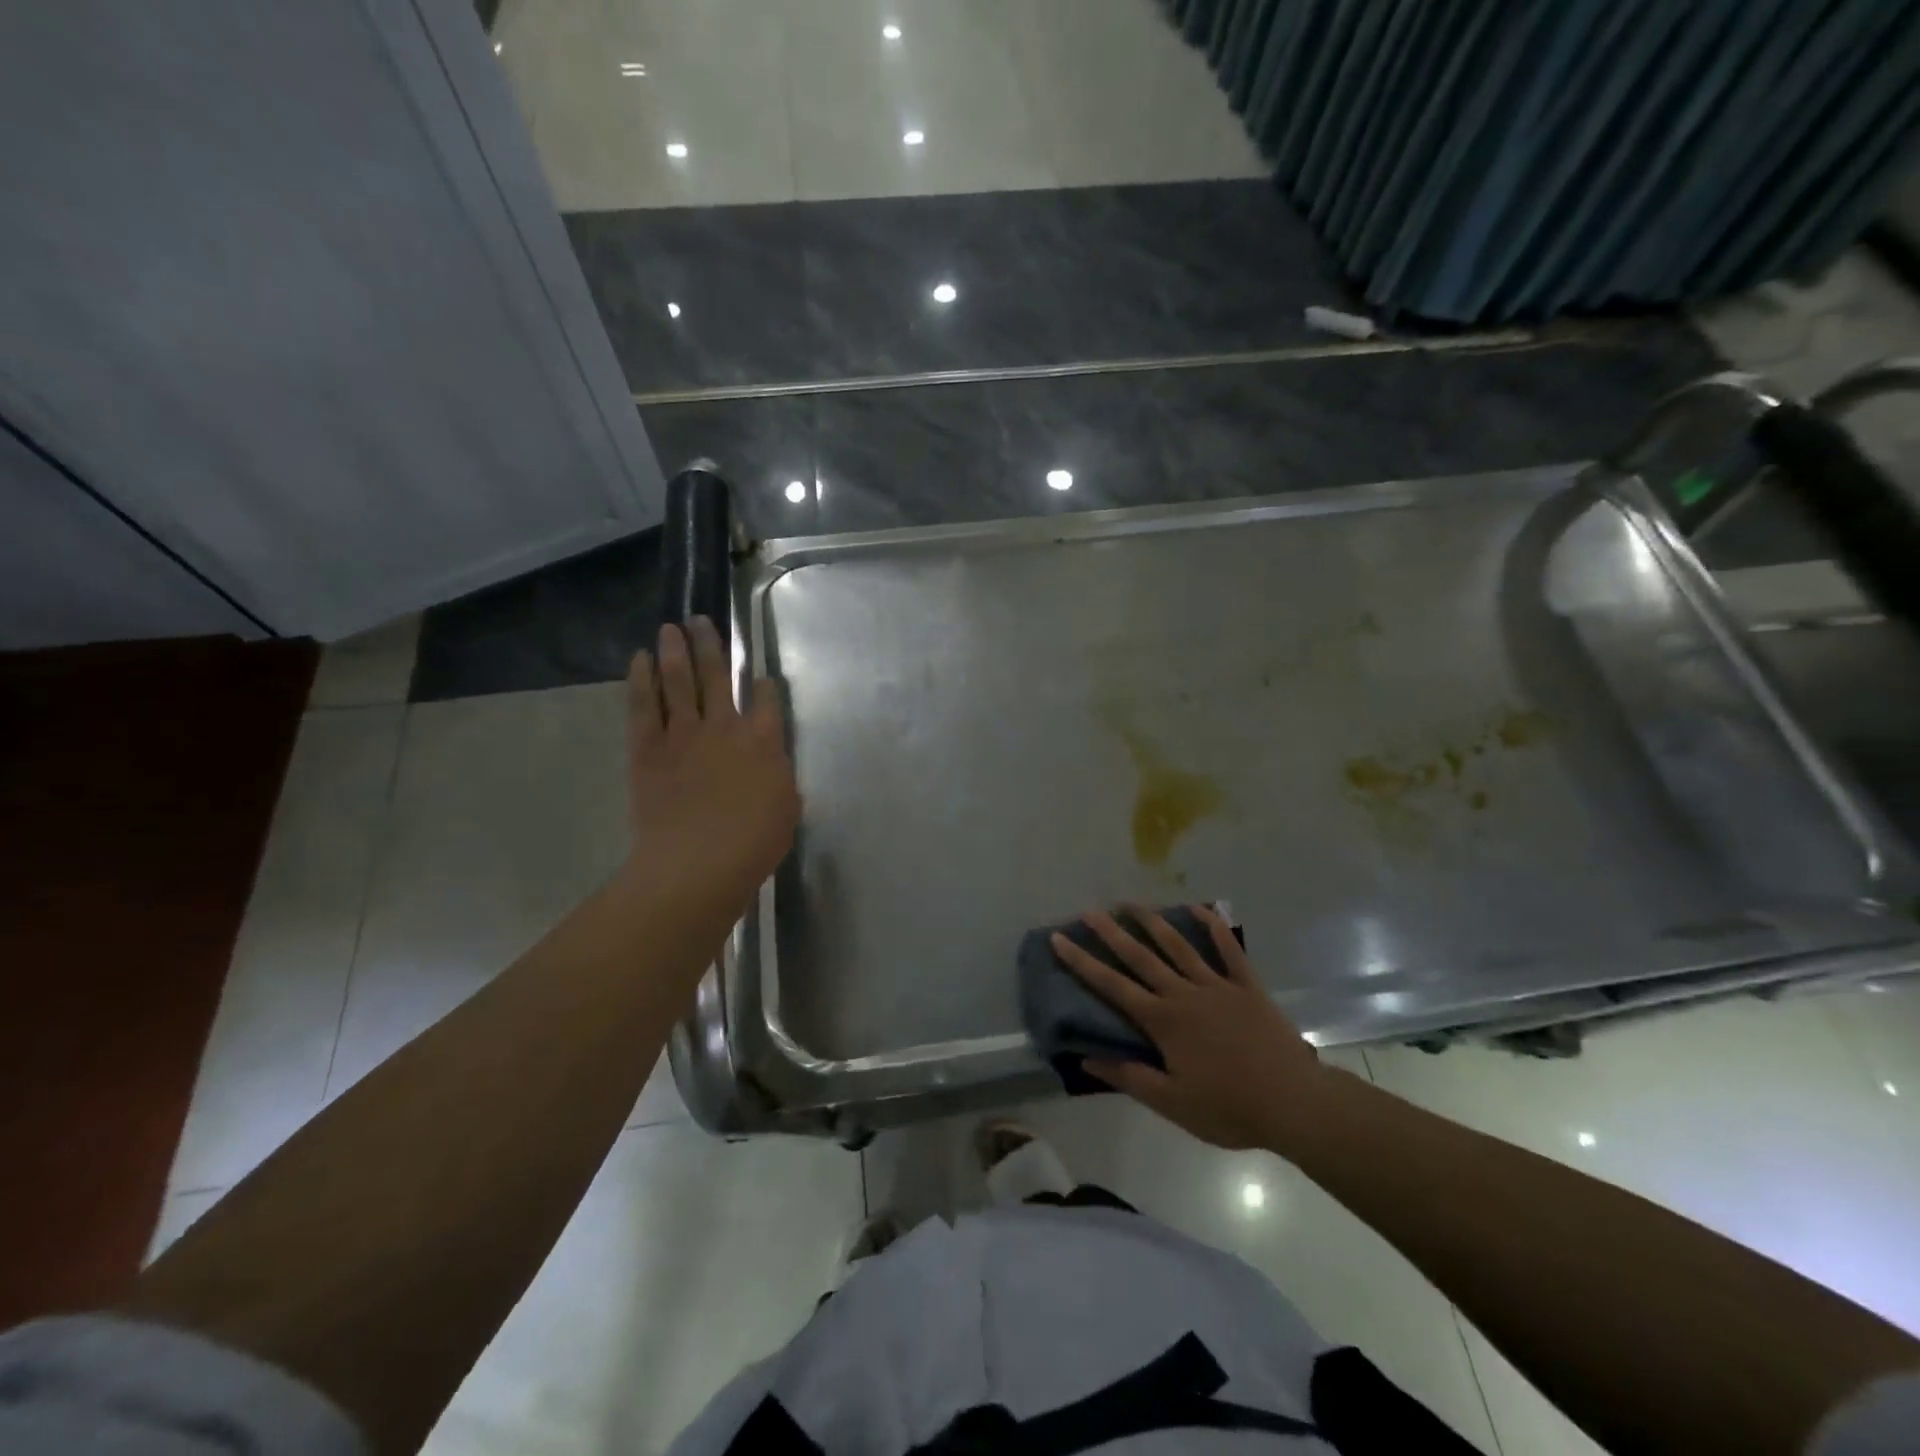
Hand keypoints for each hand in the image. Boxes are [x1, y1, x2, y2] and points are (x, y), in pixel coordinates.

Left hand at [623, 619, 798, 913]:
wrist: (697, 864)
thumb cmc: (753, 845)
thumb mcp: (786, 811)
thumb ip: (781, 782)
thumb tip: (773, 770)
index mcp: (765, 741)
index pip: (767, 699)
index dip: (765, 684)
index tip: (760, 676)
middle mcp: (725, 725)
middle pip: (717, 674)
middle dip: (710, 644)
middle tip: (700, 620)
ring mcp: (684, 733)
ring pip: (679, 680)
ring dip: (675, 650)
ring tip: (670, 627)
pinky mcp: (648, 748)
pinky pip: (643, 705)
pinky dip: (641, 679)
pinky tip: (640, 659)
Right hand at [1050, 905, 1334, 1153]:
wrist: (1294, 1103)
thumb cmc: (1230, 1107)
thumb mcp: (1173, 1103)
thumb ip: (1129, 1077)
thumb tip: (1087, 1057)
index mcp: (1163, 1021)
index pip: (1113, 986)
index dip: (1083, 962)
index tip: (1060, 939)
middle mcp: (1184, 994)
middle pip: (1141, 957)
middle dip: (1112, 933)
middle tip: (1089, 911)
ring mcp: (1217, 985)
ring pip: (1178, 946)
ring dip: (1153, 922)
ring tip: (1131, 903)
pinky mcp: (1247, 986)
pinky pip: (1228, 951)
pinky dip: (1214, 927)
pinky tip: (1200, 908)